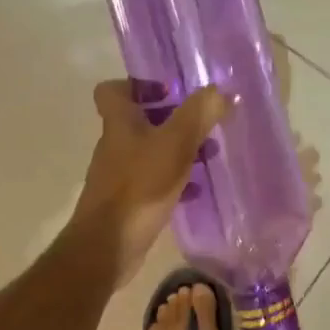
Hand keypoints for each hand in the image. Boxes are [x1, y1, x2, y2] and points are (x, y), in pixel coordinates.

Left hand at [73, 80, 229, 284]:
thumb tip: (220, 91)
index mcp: (120, 124)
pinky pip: (153, 181)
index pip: (114, 90)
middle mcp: (115, 146)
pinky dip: (174, 180)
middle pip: (139, 121)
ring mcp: (118, 176)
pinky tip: (196, 191)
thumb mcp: (175, 145)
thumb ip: (198, 114)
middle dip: (172, 120)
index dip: (139, 84)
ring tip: (208, 157)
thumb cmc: (140, 188)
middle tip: (202, 126)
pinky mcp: (126, 203)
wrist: (108, 245)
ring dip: (177, 151)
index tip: (171, 92)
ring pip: (149, 152)